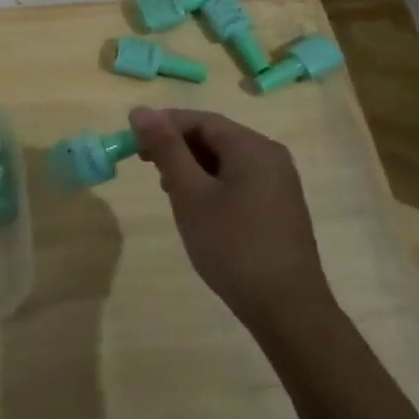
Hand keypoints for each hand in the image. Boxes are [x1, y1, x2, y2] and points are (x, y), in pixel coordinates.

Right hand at [128, 107, 331, 322]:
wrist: (286, 308)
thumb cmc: (232, 245)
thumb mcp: (190, 194)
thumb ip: (166, 149)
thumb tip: (141, 110)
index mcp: (252, 147)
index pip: (200, 120)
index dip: (163, 125)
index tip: (132, 142)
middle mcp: (271, 156)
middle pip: (214, 137)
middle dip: (177, 147)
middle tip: (146, 166)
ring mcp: (279, 182)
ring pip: (225, 160)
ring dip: (192, 167)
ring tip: (168, 190)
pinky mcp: (279, 206)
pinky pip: (238, 179)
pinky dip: (211, 184)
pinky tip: (196, 208)